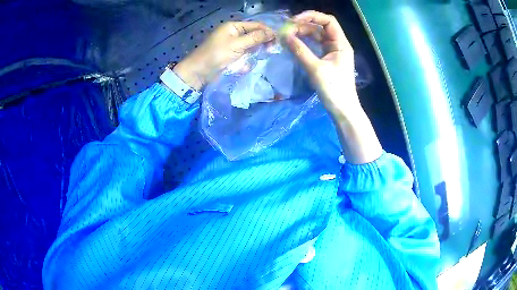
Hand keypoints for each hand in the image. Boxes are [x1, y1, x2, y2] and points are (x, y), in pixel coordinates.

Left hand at [173, 22, 274, 89]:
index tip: (278, 40)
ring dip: (255, 52)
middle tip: (271, 50)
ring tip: (260, 58)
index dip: (267, 31)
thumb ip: (255, 38)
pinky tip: (246, 65)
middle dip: (263, 42)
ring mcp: (234, 45)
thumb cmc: (216, 54)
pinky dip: (247, 61)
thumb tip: (272, 33)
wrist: (199, 72)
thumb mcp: (237, 44)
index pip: (256, 25)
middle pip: (255, 35)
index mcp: (234, 26)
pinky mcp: (233, 56)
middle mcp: (235, 34)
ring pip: (252, 46)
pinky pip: (245, 56)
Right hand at [284, 11, 358, 118]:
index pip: (328, 21)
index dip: (312, 16)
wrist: (342, 109)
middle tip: (286, 30)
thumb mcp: (316, 69)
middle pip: (320, 27)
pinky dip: (305, 43)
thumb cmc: (334, 90)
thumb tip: (284, 36)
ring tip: (287, 36)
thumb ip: (300, 50)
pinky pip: (315, 46)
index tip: (294, 20)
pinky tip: (294, 44)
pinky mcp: (327, 59)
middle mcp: (338, 44)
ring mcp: (332, 52)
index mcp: (341, 44)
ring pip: (317, 36)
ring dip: (302, 33)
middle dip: (304, 25)